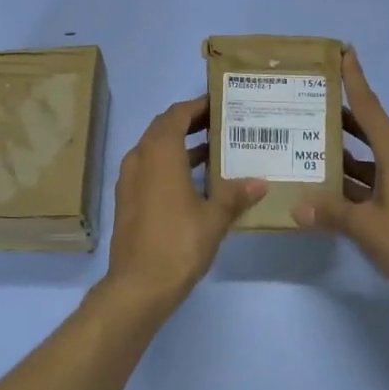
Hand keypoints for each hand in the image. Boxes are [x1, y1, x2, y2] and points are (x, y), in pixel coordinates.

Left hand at [97, 97, 264, 316]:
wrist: (138, 286)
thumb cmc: (178, 243)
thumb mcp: (214, 218)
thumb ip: (235, 195)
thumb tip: (260, 182)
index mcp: (159, 152)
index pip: (177, 114)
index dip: (198, 106)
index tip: (220, 103)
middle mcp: (140, 159)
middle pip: (164, 128)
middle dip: (191, 123)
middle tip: (222, 124)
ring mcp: (130, 180)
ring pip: (156, 150)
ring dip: (181, 145)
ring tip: (216, 150)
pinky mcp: (128, 201)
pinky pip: (150, 169)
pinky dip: (171, 165)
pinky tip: (196, 182)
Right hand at [293, 49, 388, 310]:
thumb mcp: (365, 226)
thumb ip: (330, 213)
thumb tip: (297, 208)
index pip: (370, 107)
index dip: (355, 80)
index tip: (344, 53)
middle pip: (372, 130)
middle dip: (345, 118)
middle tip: (314, 105)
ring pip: (376, 158)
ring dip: (350, 154)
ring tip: (316, 146)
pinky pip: (382, 180)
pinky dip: (360, 180)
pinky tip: (337, 190)